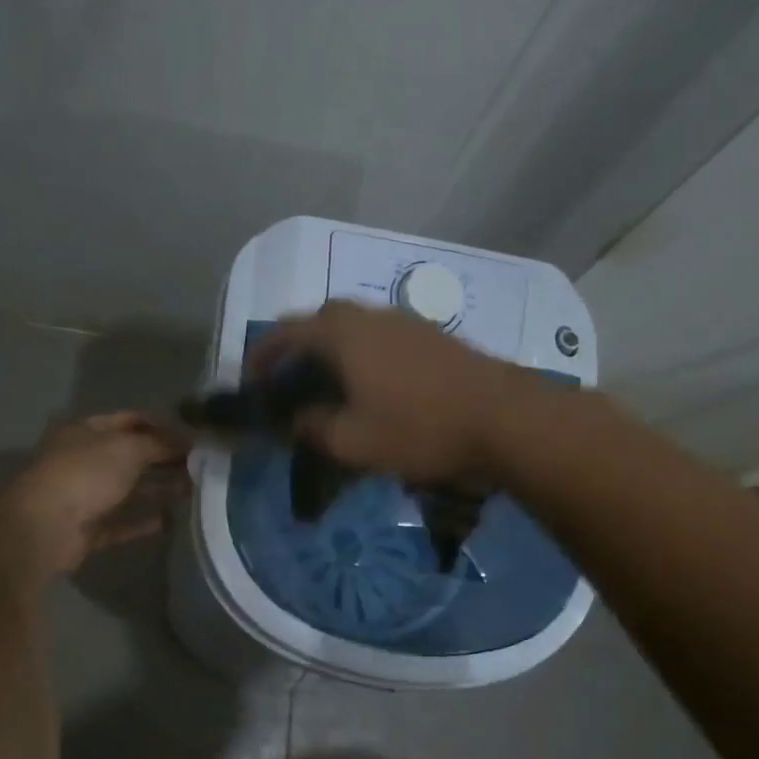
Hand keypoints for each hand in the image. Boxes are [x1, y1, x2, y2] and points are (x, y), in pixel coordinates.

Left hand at [0, 412, 190, 579]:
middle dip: (164, 458)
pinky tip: (171, 520)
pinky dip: (144, 521)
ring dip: (159, 488)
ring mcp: (84, 496)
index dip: (161, 425)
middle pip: (131, 455)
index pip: (129, 420)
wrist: (43, 528)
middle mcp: (84, 460)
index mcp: (85, 431)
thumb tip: (188, 441)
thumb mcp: (128, 448)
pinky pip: (122, 522)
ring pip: (128, 489)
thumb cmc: (85, 474)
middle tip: (200, 464)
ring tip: (193, 489)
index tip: (193, 435)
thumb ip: (160, 444)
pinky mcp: (88, 529)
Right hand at [250, 301, 523, 483]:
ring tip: (332, 387)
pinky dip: (364, 354)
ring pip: (355, 326)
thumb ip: (313, 427)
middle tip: (293, 381)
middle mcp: (371, 316)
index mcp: (343, 334)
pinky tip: (376, 387)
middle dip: (299, 347)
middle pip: (321, 320)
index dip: (263, 354)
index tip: (254, 381)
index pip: (287, 331)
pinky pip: (382, 336)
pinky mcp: (433, 335)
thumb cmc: (419, 429)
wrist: (504, 418)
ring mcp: (406, 321)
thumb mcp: (353, 442)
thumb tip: (296, 419)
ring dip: (334, 350)